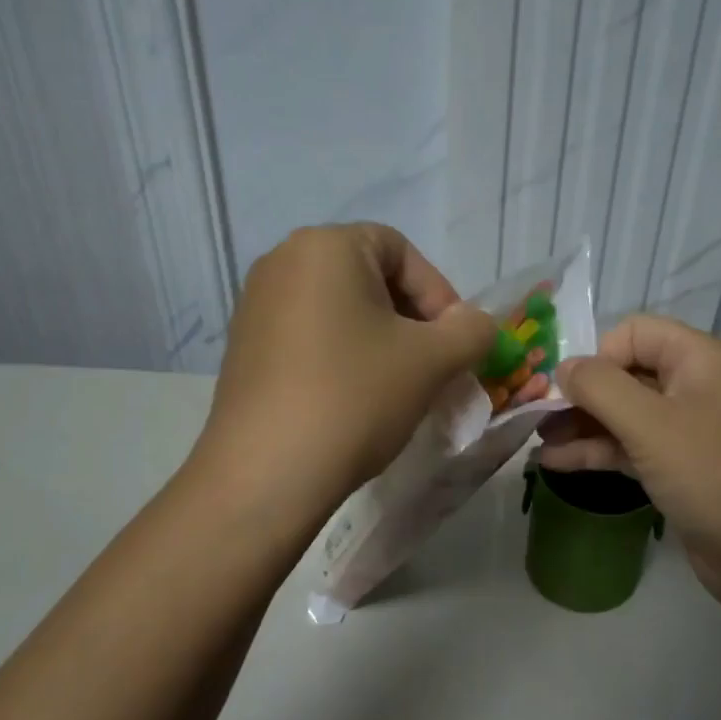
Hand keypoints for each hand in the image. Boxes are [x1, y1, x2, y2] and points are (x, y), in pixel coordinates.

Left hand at [199, 224, 494, 512]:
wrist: (266, 473)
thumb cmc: (355, 396)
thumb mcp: (433, 360)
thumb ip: (472, 330)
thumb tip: (476, 324)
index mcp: (326, 246)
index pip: (401, 252)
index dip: (439, 295)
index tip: (455, 344)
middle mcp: (282, 262)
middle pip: (369, 279)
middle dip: (412, 321)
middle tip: (434, 367)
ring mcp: (256, 306)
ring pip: (341, 312)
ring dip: (381, 343)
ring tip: (399, 388)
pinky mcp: (245, 348)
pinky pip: (310, 338)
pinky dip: (343, 358)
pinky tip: (355, 401)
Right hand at [539, 315, 720, 621]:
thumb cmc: (712, 475)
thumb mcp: (651, 424)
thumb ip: (600, 387)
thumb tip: (563, 367)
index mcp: (696, 360)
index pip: (633, 333)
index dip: (598, 355)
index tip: (571, 390)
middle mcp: (691, 386)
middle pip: (624, 373)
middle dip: (580, 392)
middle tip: (537, 416)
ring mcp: (684, 430)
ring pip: (622, 414)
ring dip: (580, 424)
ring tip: (536, 439)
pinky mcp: (676, 467)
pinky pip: (628, 447)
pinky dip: (595, 451)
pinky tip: (554, 462)